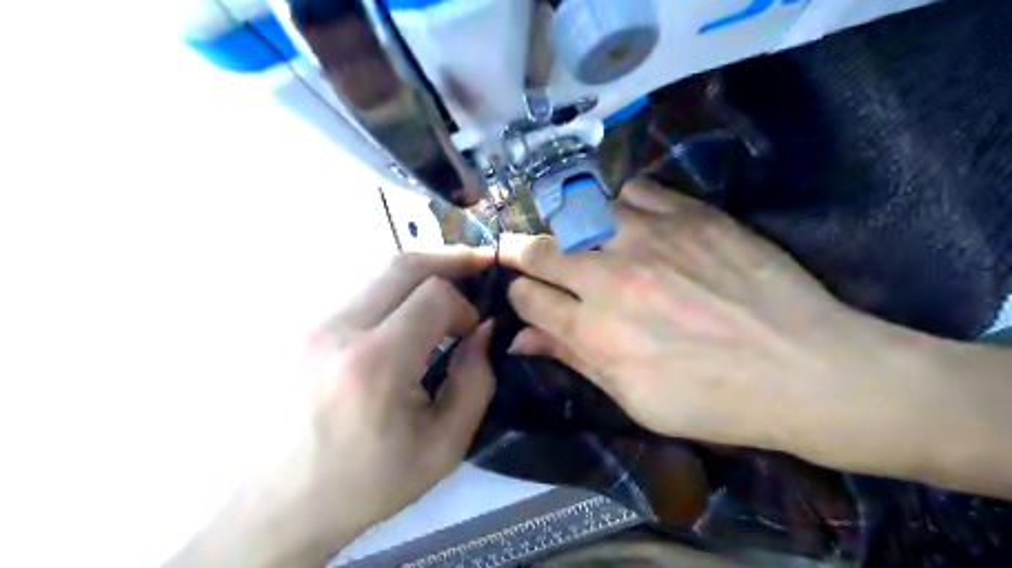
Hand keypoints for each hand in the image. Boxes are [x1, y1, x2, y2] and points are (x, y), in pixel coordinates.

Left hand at [166, 249, 495, 567]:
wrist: (281, 504)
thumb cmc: (368, 482)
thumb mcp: (444, 446)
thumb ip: (476, 382)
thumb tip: (483, 331)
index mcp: (376, 363)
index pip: (434, 295)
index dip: (465, 306)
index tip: (472, 333)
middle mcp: (339, 330)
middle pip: (404, 264)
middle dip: (450, 260)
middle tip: (479, 266)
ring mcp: (314, 325)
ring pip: (380, 273)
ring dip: (422, 275)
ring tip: (450, 289)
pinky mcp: (304, 329)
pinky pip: (362, 293)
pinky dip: (397, 292)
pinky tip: (411, 314)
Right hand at [502, 180, 992, 486]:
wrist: (805, 369)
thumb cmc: (713, 399)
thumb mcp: (634, 398)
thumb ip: (573, 360)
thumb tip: (519, 340)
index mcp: (595, 331)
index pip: (527, 296)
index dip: (519, 295)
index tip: (528, 296)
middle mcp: (611, 277)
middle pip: (540, 249)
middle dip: (523, 252)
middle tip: (528, 255)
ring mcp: (650, 238)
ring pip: (582, 214)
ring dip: (577, 231)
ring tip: (592, 244)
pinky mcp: (689, 214)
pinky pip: (633, 191)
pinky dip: (622, 206)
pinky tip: (633, 224)